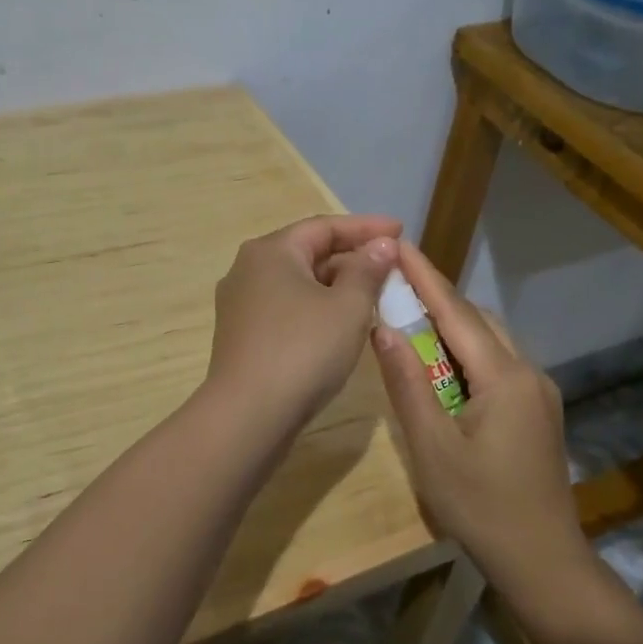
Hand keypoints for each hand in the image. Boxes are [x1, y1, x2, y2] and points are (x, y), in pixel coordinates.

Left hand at [205, 214, 401, 440]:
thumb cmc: (303, 350)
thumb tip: (381, 245)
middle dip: (352, 258)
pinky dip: (318, 308)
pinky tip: (342, 324)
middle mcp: (249, 269)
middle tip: (392, 267)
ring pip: (299, 283)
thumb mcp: (347, 307)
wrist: (248, 416)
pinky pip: (288, 308)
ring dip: (337, 285)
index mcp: (271, 251)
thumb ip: (367, 270)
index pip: (324, 227)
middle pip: (309, 252)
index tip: (401, 230)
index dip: (366, 227)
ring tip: (375, 295)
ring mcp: (242, 304)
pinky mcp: (243, 335)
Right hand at [370, 243, 589, 596]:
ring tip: (411, 315)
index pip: (456, 312)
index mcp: (504, 377)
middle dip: (436, 296)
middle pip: (477, 320)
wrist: (543, 562)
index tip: (398, 243)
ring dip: (452, 324)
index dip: (424, 276)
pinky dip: (467, 350)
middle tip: (394, 281)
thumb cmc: (481, 507)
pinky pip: (498, 363)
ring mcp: (538, 392)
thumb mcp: (431, 447)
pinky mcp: (538, 411)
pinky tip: (443, 363)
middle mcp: (528, 372)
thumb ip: (407, 383)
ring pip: (491, 340)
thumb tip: (383, 328)